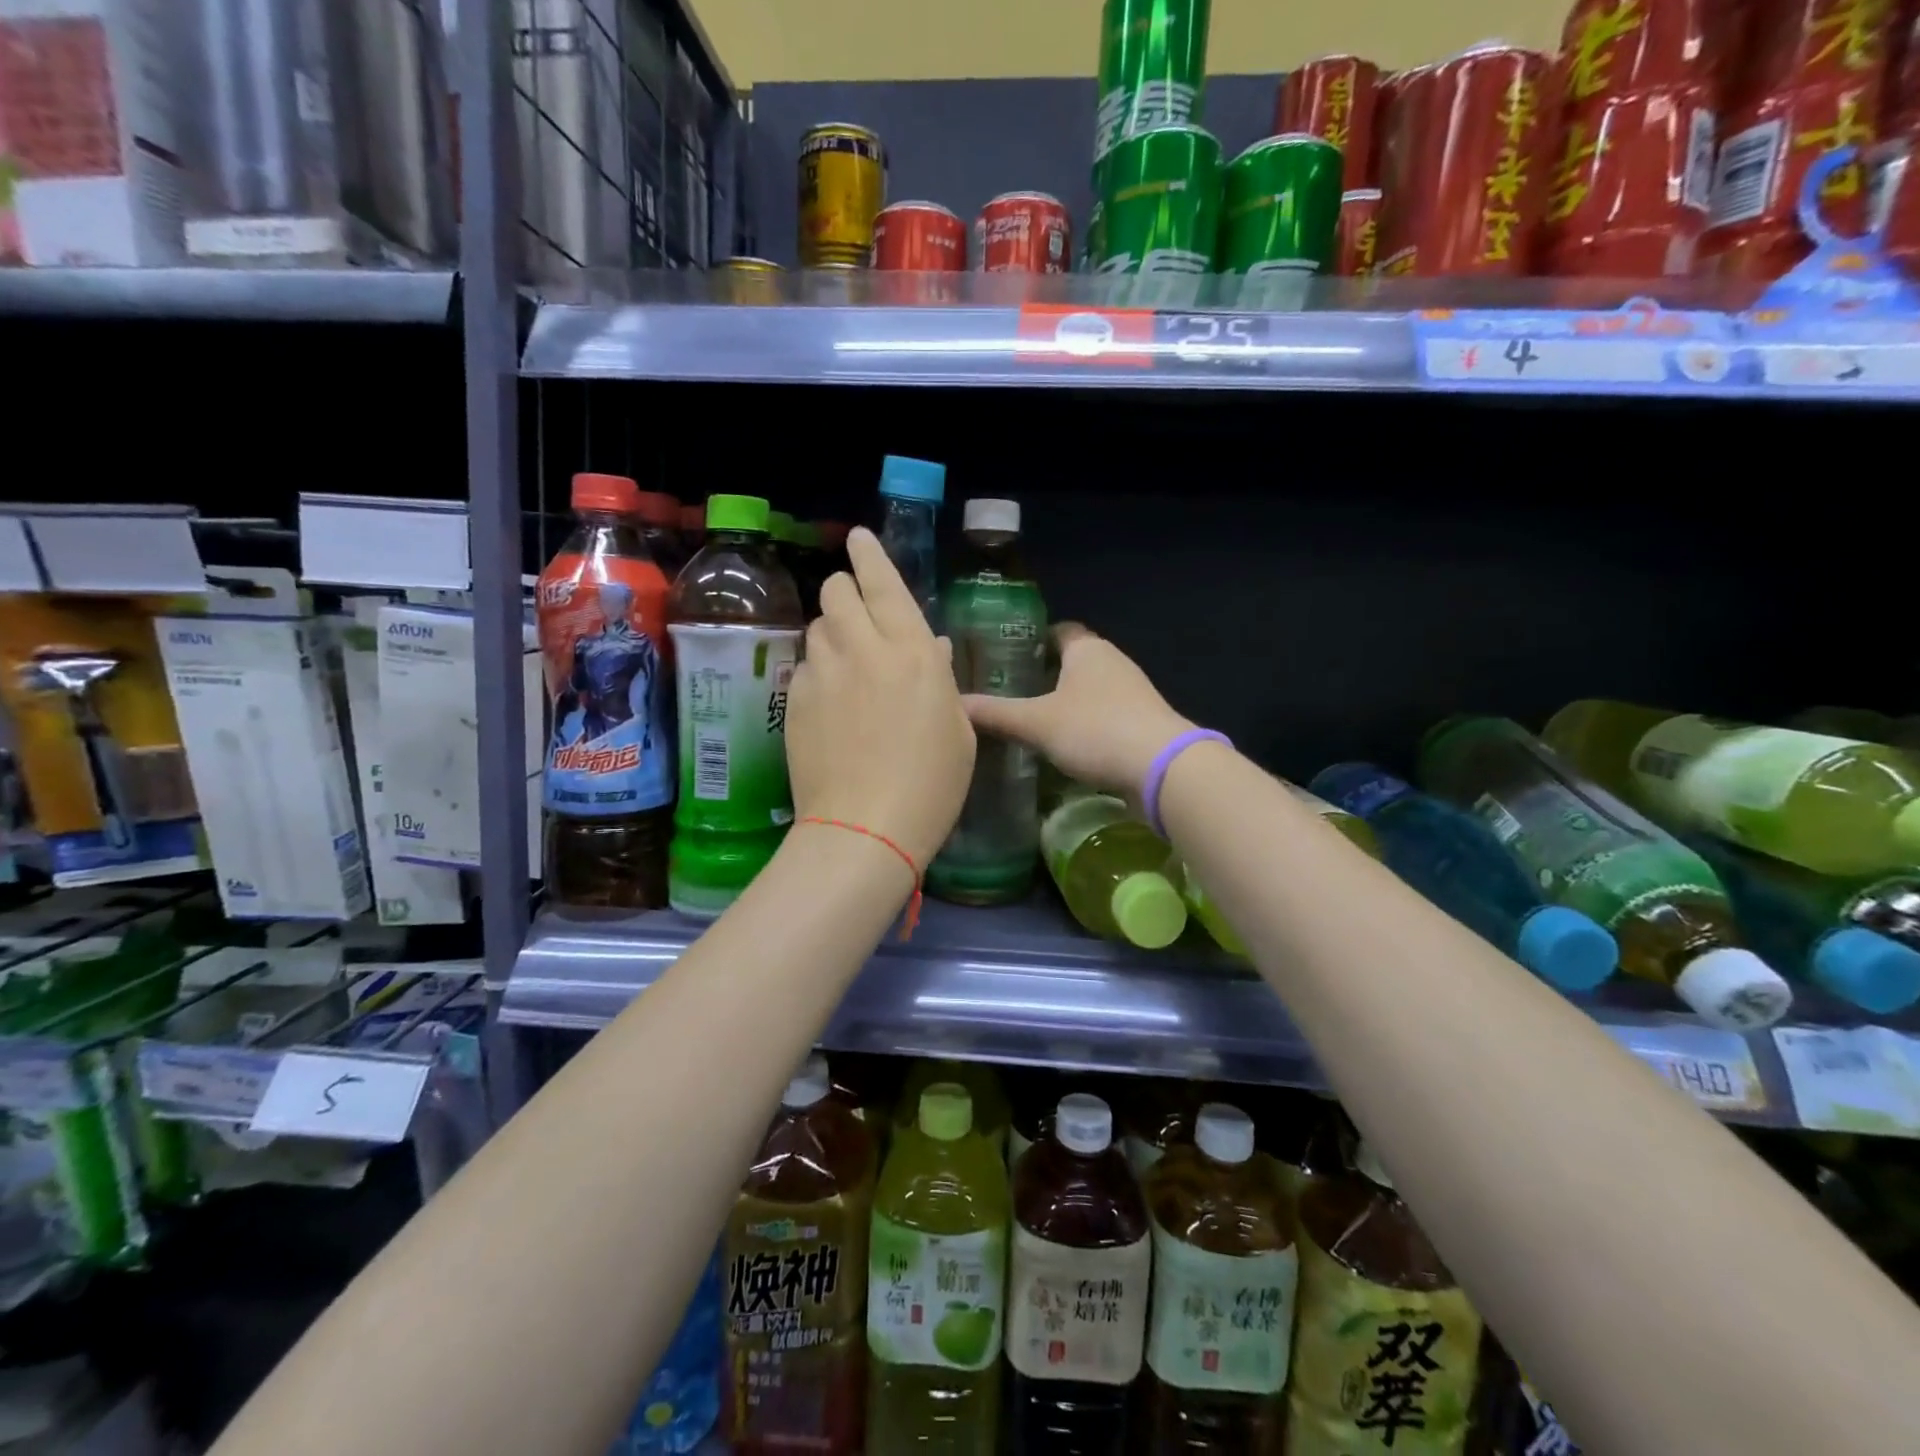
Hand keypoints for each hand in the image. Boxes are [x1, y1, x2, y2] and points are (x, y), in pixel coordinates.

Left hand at [785, 527, 974, 868]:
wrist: (865, 828)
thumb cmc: (931, 785)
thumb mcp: (958, 731)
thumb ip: (942, 679)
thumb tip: (932, 649)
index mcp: (912, 651)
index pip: (883, 582)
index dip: (869, 554)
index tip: (858, 539)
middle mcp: (863, 649)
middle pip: (836, 592)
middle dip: (845, 591)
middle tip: (858, 615)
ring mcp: (822, 673)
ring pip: (816, 626)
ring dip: (831, 632)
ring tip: (846, 664)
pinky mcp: (794, 700)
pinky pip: (804, 667)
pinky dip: (817, 671)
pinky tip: (829, 703)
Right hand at [962, 624, 1192, 801]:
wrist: (1163, 768)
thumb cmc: (1095, 729)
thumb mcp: (1036, 723)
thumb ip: (995, 714)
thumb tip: (955, 704)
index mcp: (1088, 650)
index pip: (1059, 631)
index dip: (1034, 639)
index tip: (1008, 655)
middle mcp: (1113, 662)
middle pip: (1076, 661)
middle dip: (1047, 674)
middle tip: (1012, 692)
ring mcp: (1134, 693)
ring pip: (1092, 690)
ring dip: (1068, 702)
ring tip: (1034, 721)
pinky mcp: (1144, 723)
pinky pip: (1107, 715)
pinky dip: (1087, 725)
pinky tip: (1068, 746)